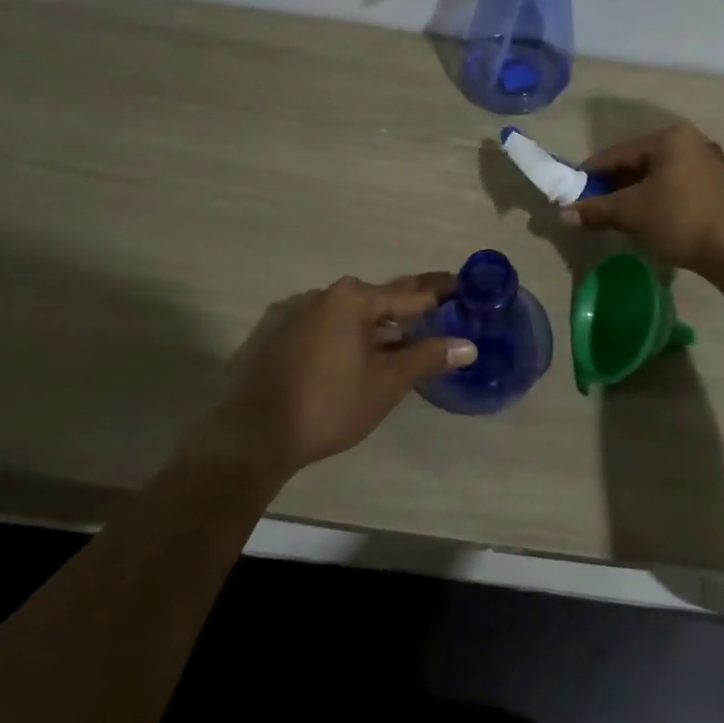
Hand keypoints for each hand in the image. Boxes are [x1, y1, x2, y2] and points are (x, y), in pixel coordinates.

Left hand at [203, 273, 474, 474]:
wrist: (255, 435)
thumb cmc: (329, 403)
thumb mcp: (386, 382)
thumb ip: (428, 358)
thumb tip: (468, 345)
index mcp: (354, 299)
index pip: (411, 294)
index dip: (442, 293)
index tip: (466, 287)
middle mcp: (328, 296)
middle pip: (384, 299)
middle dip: (415, 307)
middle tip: (448, 308)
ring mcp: (305, 315)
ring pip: (359, 316)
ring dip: (388, 326)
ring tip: (418, 335)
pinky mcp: (290, 337)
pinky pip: (338, 328)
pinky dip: (362, 336)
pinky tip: (376, 353)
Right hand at [561, 123, 723, 273]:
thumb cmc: (678, 220)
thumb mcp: (631, 213)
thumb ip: (596, 209)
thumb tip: (564, 213)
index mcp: (671, 138)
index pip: (620, 152)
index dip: (594, 170)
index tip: (575, 185)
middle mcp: (695, 141)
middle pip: (645, 161)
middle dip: (619, 181)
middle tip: (599, 201)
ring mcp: (716, 163)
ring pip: (667, 173)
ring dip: (644, 190)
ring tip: (627, 210)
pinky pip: (688, 187)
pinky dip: (670, 197)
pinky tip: (663, 215)